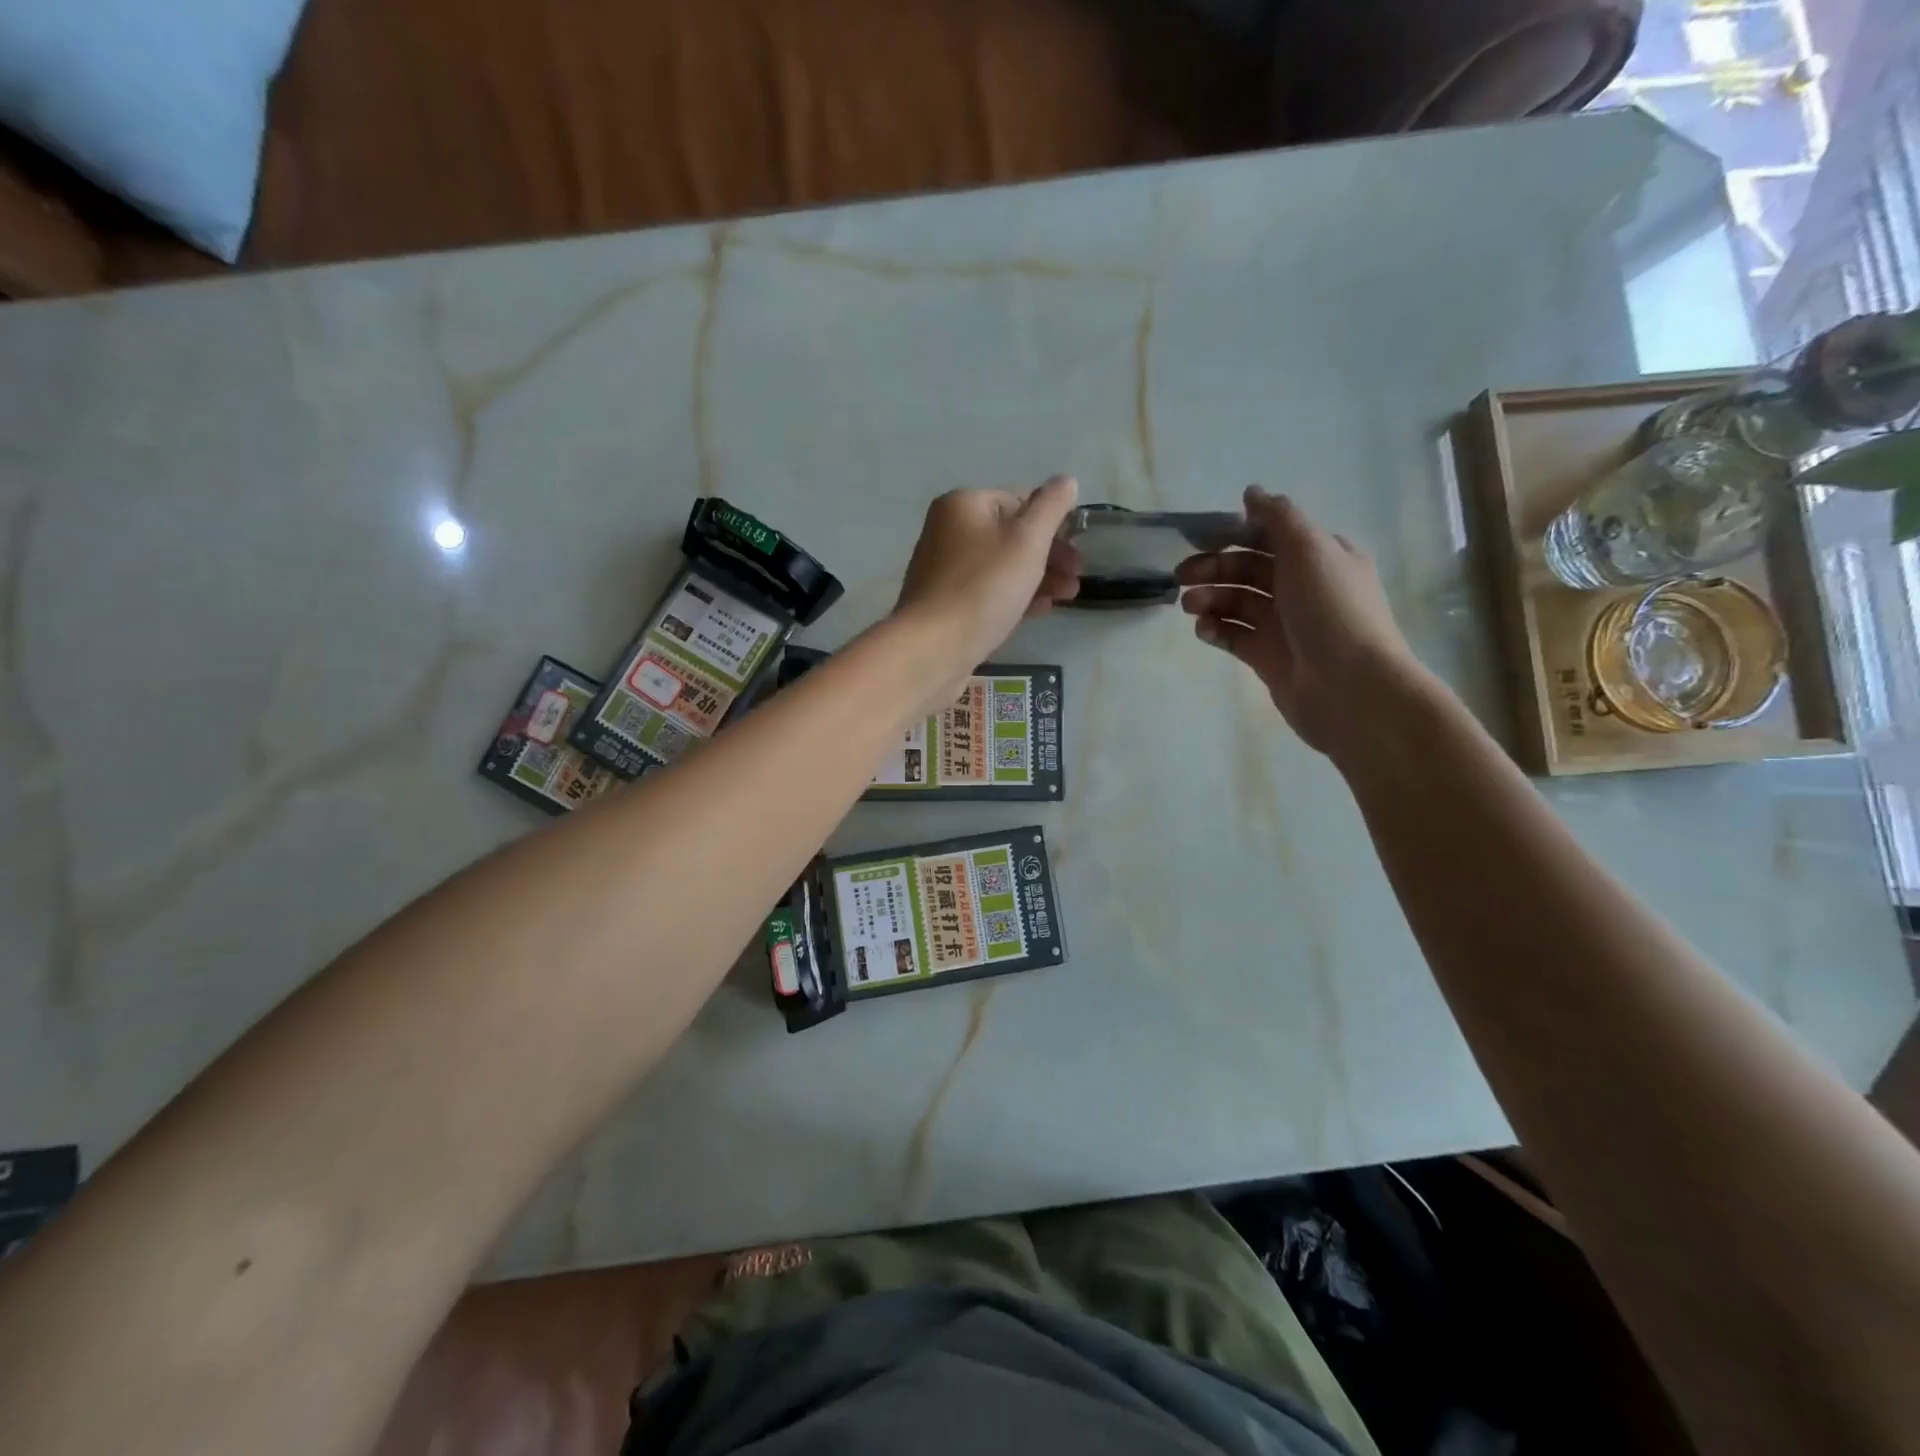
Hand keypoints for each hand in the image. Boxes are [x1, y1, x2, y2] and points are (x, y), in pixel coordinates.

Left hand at [892, 476, 1081, 682]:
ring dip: (1039, 578)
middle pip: (1011, 535)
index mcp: (963, 505)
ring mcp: (945, 570)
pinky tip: (1041, 610)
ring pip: (1002, 566)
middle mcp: (949, 531)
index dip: (1052, 522)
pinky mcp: (947, 604)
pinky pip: (988, 592)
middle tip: (1078, 574)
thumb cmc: (983, 588)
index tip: (1077, 546)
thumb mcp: (1027, 541)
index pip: (1019, 500)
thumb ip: (1050, 508)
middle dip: (1049, 554)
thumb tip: (1066, 480)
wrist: (934, 648)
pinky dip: (1015, 596)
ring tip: (1068, 597)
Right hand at [1176, 486, 1427, 758]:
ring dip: (1210, 599)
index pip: (1271, 536)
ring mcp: (1284, 625)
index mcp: (1320, 557)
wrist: (1350, 687)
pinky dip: (1216, 630)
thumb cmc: (1331, 610)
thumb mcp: (1310, 550)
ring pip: (1238, 603)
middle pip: (1248, 570)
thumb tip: (1251, 492)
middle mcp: (1302, 588)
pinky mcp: (1267, 657)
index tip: (1201, 539)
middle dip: (1214, 569)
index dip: (1235, 534)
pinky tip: (1203, 630)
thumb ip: (1278, 518)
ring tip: (1189, 607)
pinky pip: (1234, 636)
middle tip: (1181, 577)